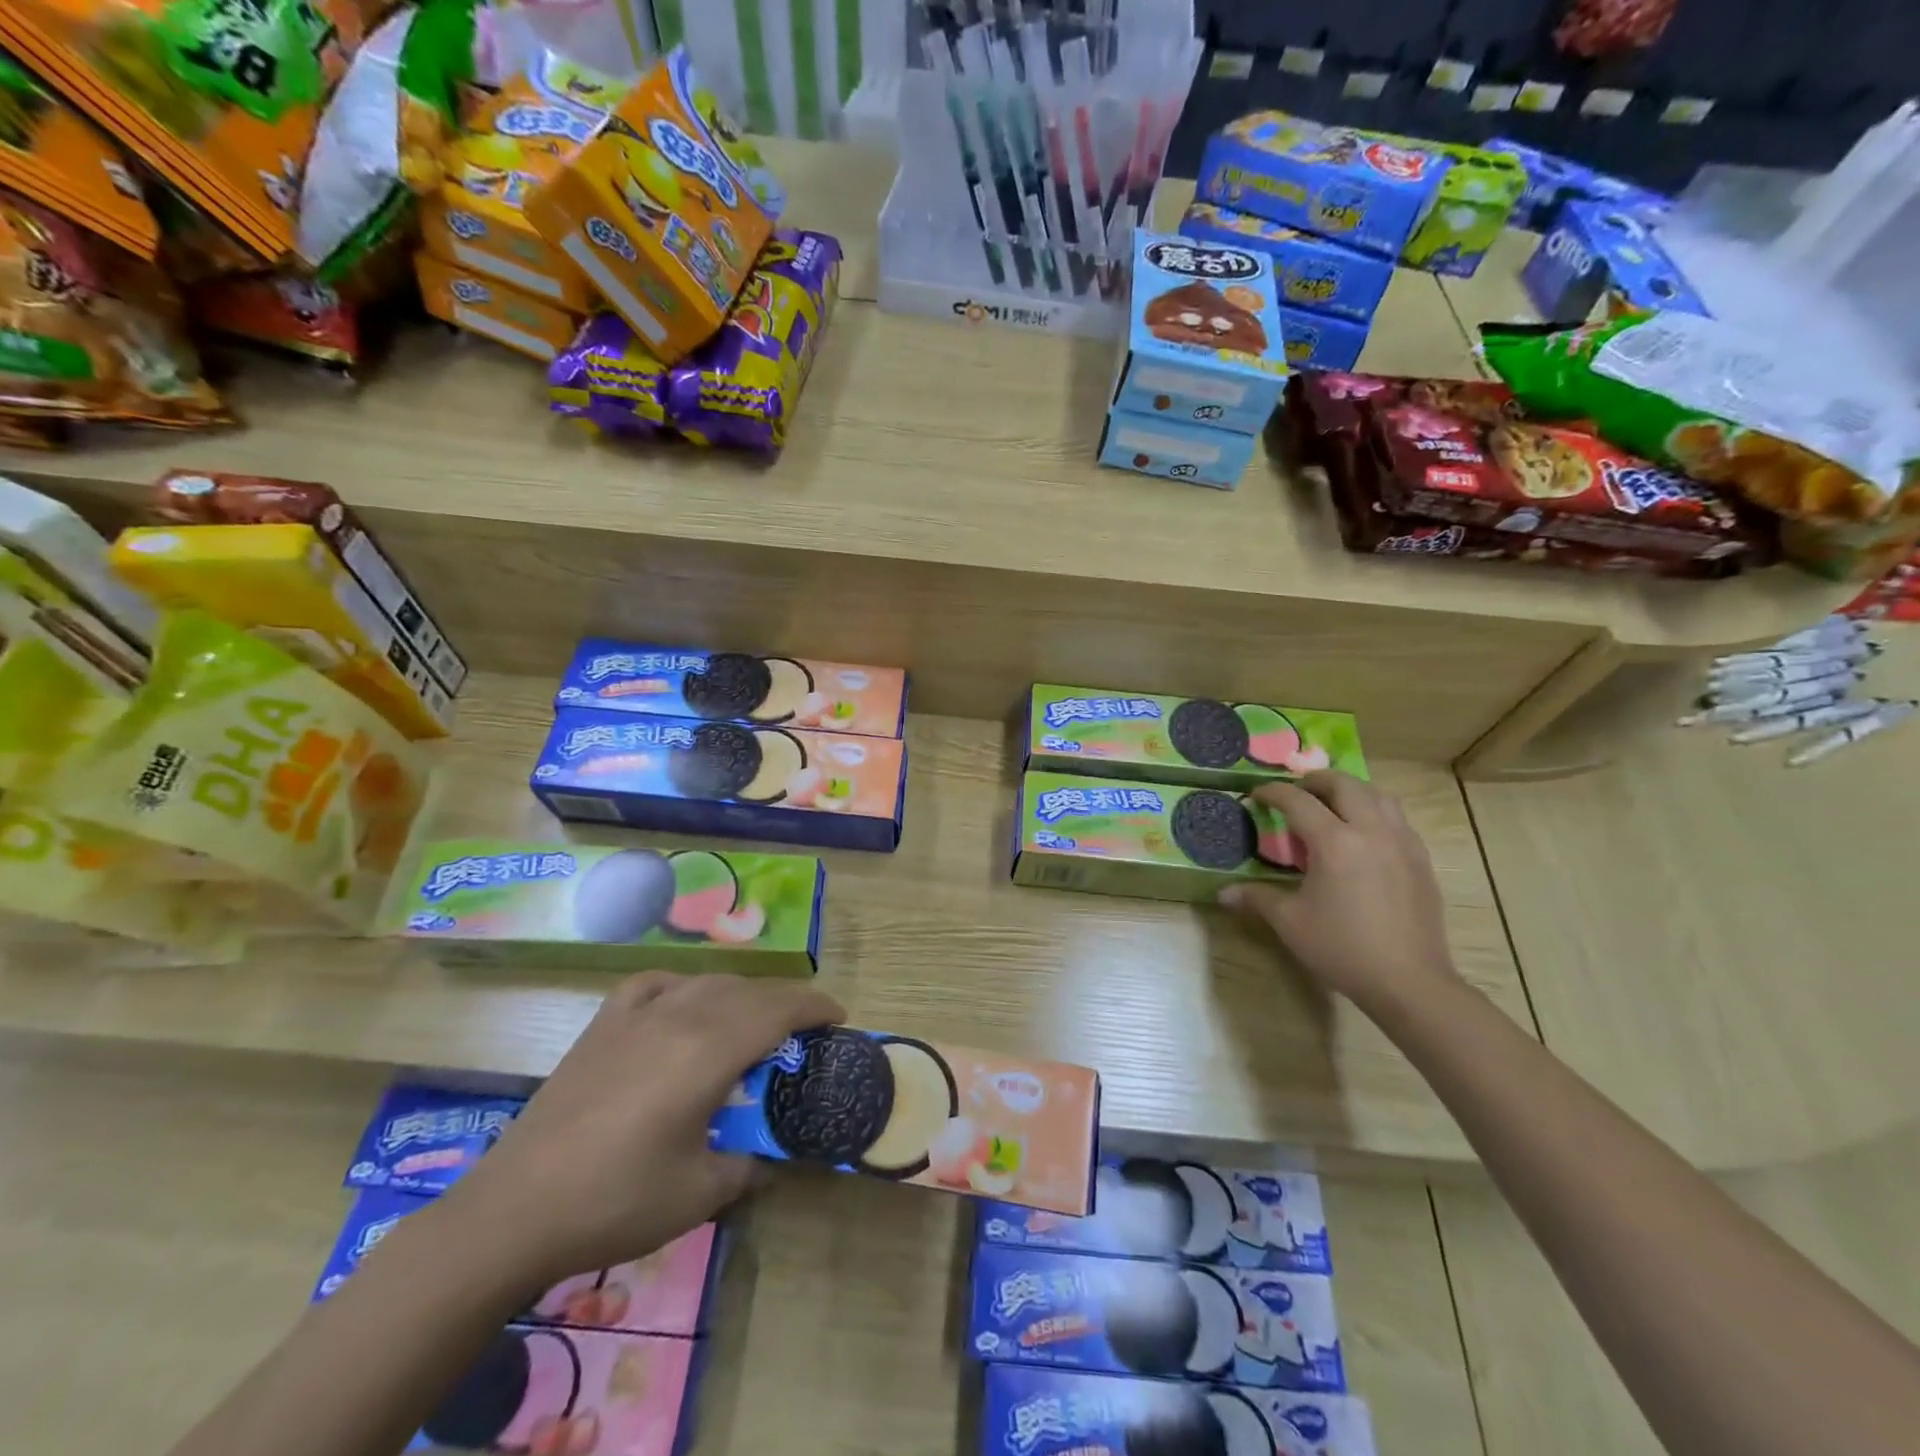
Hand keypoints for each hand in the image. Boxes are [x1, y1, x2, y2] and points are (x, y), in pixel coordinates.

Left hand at [435, 972, 843, 1290]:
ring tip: (753, 1018)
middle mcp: (679, 1017)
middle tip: (804, 1027)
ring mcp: (637, 1016)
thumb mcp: (698, 1194)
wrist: (515, 1210)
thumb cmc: (616, 1201)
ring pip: (706, 983)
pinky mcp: (602, 1025)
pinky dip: (681, 985)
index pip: (778, 1010)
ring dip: (741, 993)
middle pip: (748, 991)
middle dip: (785, 1001)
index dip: (815, 1007)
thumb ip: (745, 1165)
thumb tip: (766, 1157)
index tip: (839, 1017)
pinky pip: (653, 984)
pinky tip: (681, 1003)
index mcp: (709, 1051)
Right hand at [1219, 772, 1459, 1012]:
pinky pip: (1397, 819)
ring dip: (1350, 791)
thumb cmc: (1342, 948)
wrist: (1409, 981)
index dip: (1273, 793)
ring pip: (1378, 795)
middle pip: (1344, 785)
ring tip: (1333, 804)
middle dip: (1315, 781)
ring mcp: (1402, 843)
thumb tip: (1223, 893)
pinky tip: (1364, 835)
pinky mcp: (1421, 860)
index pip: (1298, 802)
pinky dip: (1375, 812)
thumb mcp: (1290, 922)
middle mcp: (1371, 831)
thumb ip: (1256, 898)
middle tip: (1297, 791)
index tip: (1256, 794)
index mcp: (1335, 842)